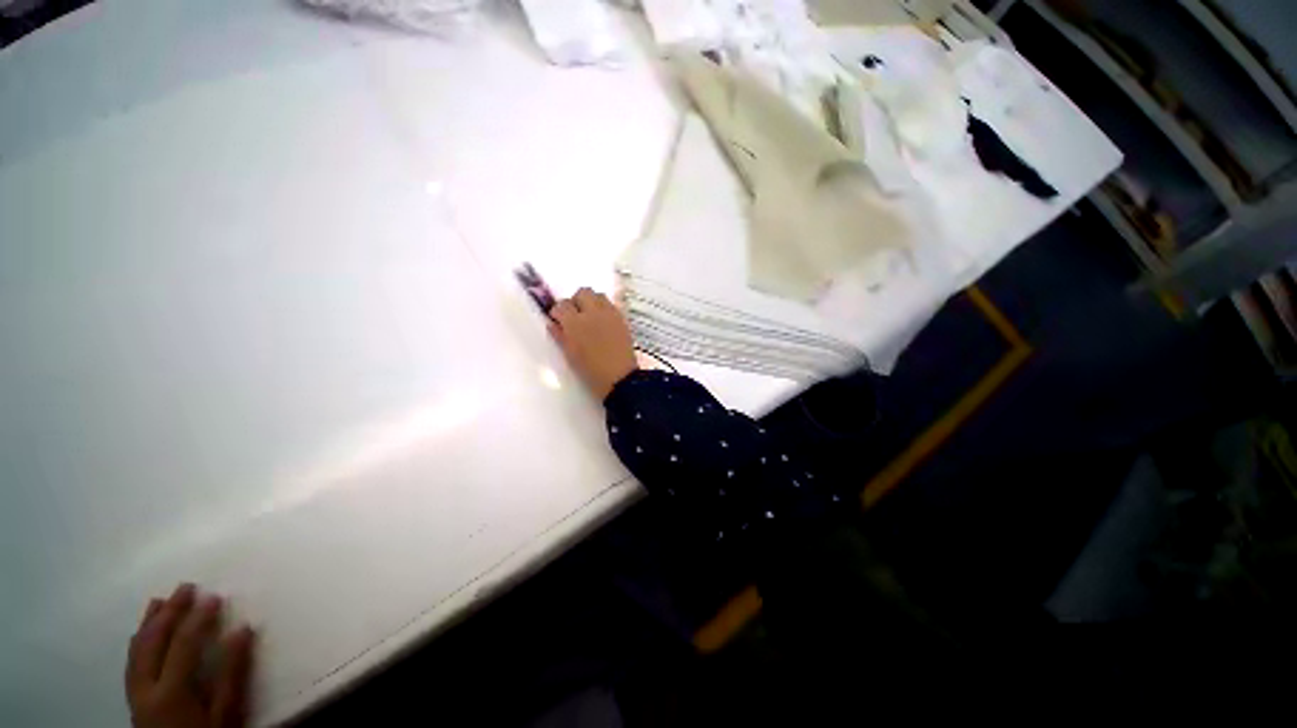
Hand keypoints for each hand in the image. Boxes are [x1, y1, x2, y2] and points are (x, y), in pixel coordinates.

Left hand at [125, 584, 255, 727]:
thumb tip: (242, 630)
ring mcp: (135, 693)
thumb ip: (231, 675)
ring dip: (148, 623)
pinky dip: (137, 641)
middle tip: (185, 587)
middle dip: (169, 612)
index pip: (183, 644)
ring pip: (136, 651)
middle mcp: (146, 687)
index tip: (214, 596)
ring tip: (159, 600)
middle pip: (153, 643)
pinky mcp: (133, 698)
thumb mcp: (226, 714)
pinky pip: (131, 662)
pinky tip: (141, 633)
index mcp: (170, 690)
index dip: (198, 618)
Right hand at [549, 287, 638, 399]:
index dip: (558, 312)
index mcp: (575, 323)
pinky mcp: (622, 318)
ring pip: (598, 295)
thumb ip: (560, 336)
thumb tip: (553, 324)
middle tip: (575, 316)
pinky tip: (603, 323)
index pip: (561, 305)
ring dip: (591, 302)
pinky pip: (611, 304)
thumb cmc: (591, 371)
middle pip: (582, 293)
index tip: (558, 320)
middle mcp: (592, 313)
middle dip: (576, 301)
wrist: (620, 378)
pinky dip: (604, 308)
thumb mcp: (570, 355)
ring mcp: (609, 314)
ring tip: (590, 317)